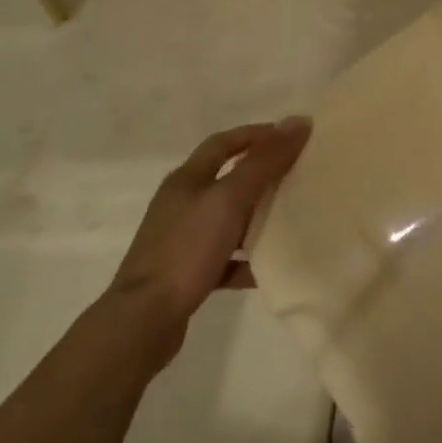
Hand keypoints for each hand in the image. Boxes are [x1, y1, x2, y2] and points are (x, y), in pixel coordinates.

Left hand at [108, 118, 310, 362]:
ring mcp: (181, 240)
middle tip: (298, 175)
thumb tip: (298, 121)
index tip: (291, 137)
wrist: (143, 320)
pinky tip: (269, 267)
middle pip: (227, 179)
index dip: (257, 135)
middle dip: (262, 175)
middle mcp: (181, 204)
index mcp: (187, 180)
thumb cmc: (187, 249)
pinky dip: (246, 260)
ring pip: (227, 220)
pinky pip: (224, 259)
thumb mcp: (230, 199)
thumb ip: (264, 162)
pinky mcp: (186, 273)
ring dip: (256, 218)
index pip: (224, 142)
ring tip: (291, 219)